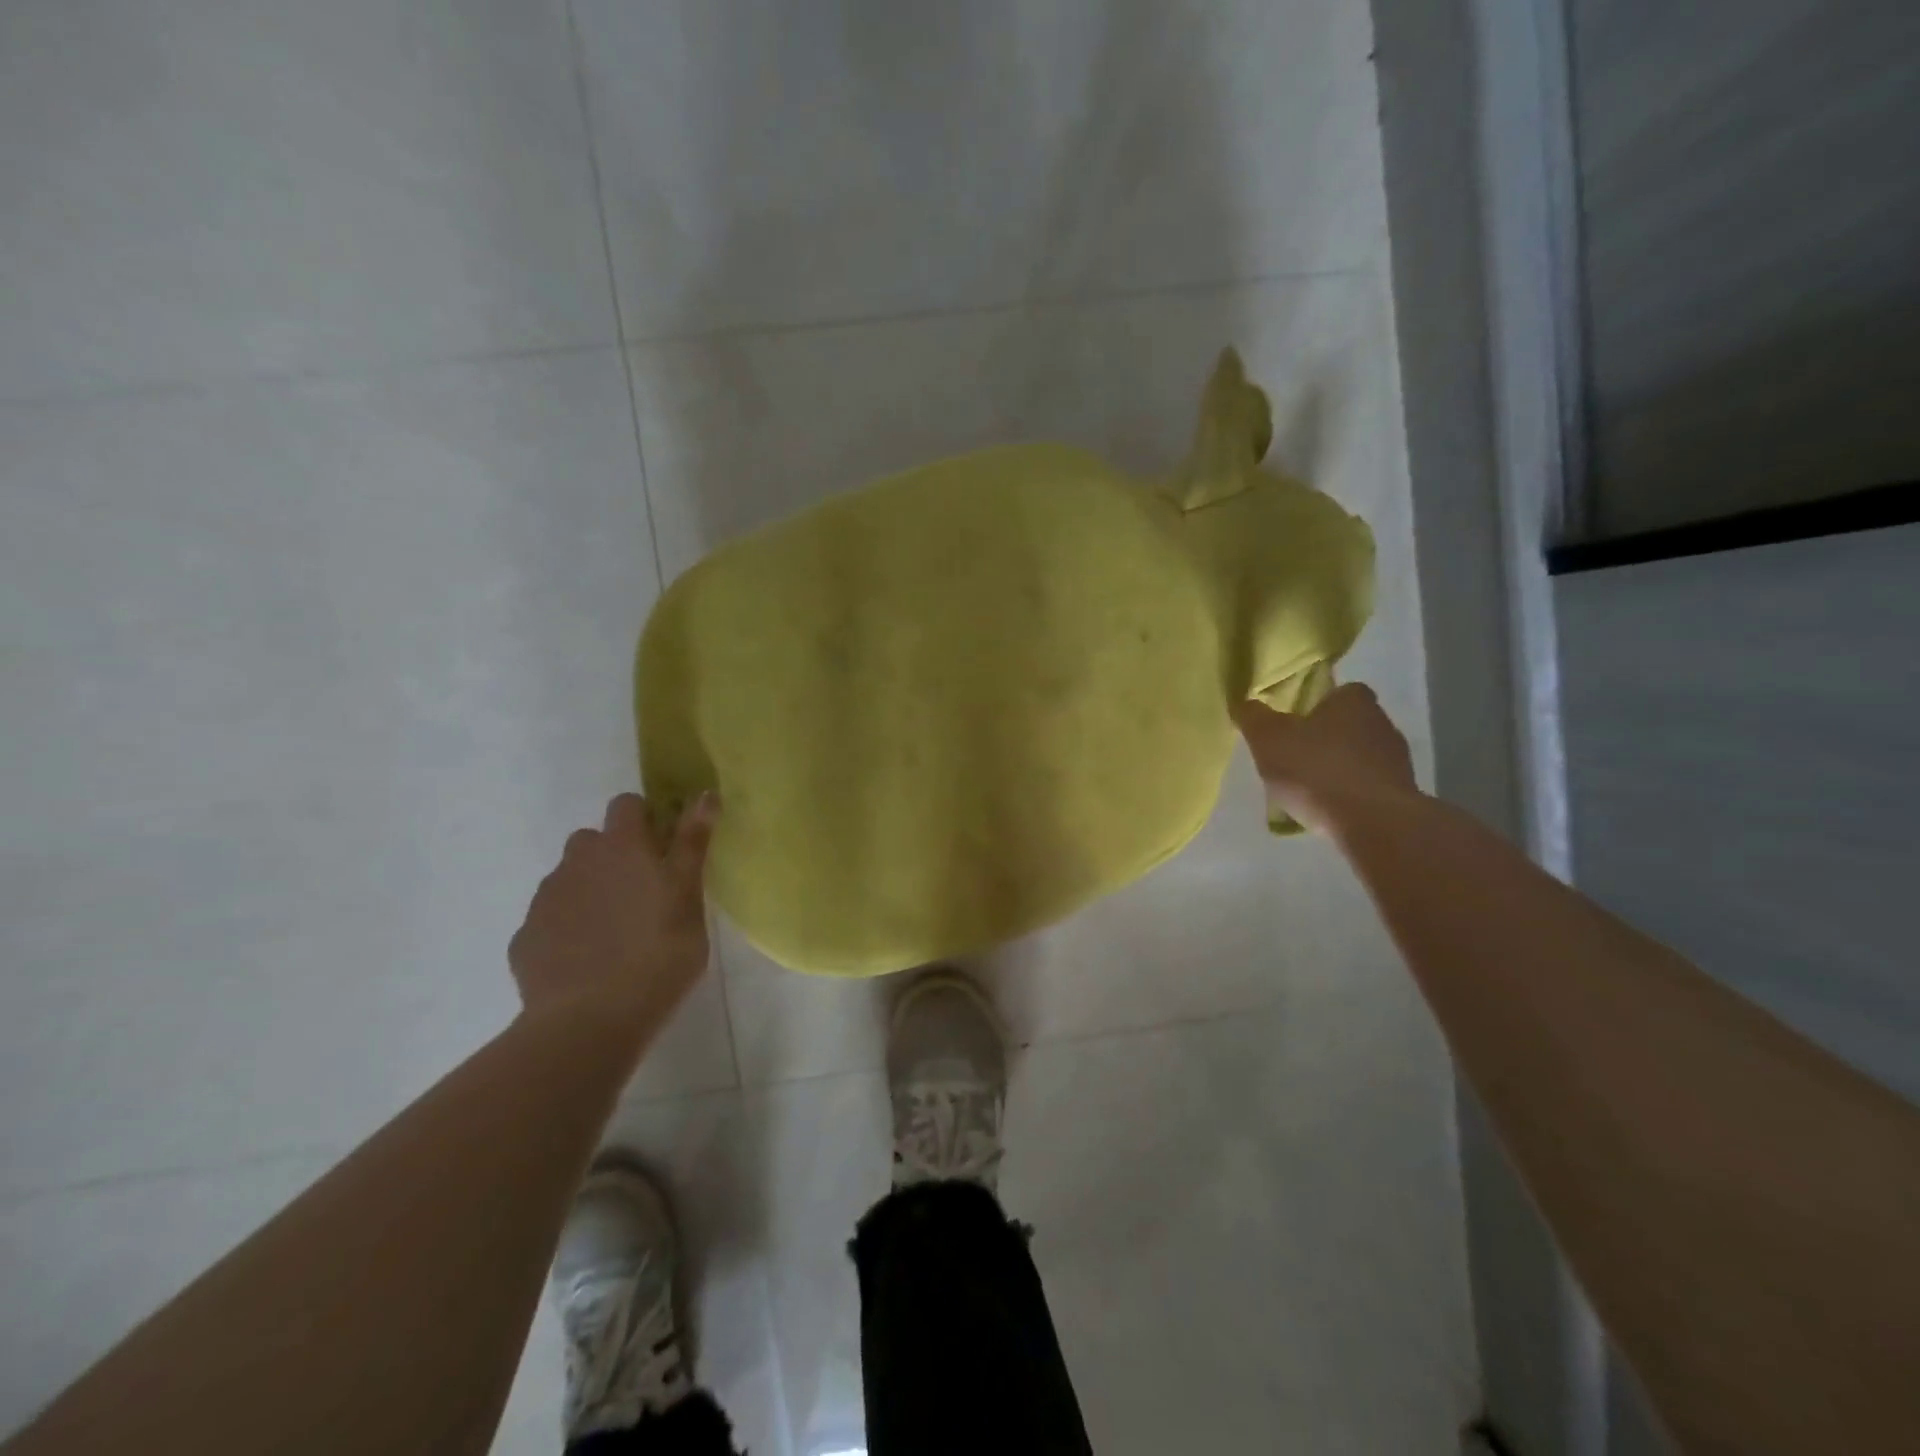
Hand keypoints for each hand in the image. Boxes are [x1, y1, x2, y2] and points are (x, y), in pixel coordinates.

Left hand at [509, 792, 718, 1022]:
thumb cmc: (657, 955)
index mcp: (622, 847)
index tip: (663, 846)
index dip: (645, 818)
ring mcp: (546, 900)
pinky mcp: (526, 938)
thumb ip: (692, 844)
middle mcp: (577, 862)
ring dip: (590, 890)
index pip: (627, 805)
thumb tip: (704, 794)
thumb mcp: (688, 898)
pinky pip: (550, 919)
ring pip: (570, 879)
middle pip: (592, 840)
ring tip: (614, 931)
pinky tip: (586, 960)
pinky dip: (567, 928)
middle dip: (614, 855)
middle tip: (642, 892)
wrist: (588, 1022)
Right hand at [1233, 683, 1417, 834]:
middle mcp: (1382, 723)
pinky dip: (1350, 794)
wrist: (1374, 823)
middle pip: (1350, 724)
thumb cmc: (1317, 770)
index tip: (1296, 720)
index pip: (1340, 691)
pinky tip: (1328, 810)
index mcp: (1354, 701)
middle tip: (1295, 755)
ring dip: (1339, 768)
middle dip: (1325, 738)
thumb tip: (1244, 703)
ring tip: (1308, 789)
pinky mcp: (1401, 794)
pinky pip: (1368, 787)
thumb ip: (1254, 718)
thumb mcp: (1269, 739)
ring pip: (1360, 757)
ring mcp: (1397, 761)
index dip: (1317, 704)